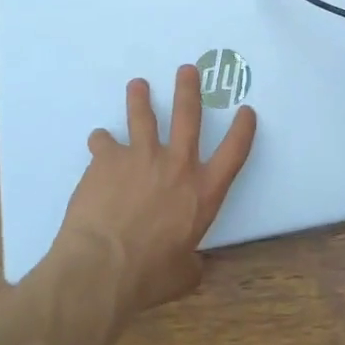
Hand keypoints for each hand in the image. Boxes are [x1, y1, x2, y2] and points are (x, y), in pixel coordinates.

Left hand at [47, 65, 255, 321]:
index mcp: (202, 192)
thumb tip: (193, 266)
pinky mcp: (108, 159)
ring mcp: (140, 156)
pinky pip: (103, 142)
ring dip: (140, 98)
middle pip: (188, 116)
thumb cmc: (148, 276)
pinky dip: (101, 141)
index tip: (247, 110)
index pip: (233, 152)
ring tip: (138, 85)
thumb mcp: (183, 276)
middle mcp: (176, 165)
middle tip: (187, 69)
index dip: (243, 129)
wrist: (102, 267)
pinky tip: (98, 141)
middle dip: (189, 89)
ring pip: (143, 116)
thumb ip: (192, 264)